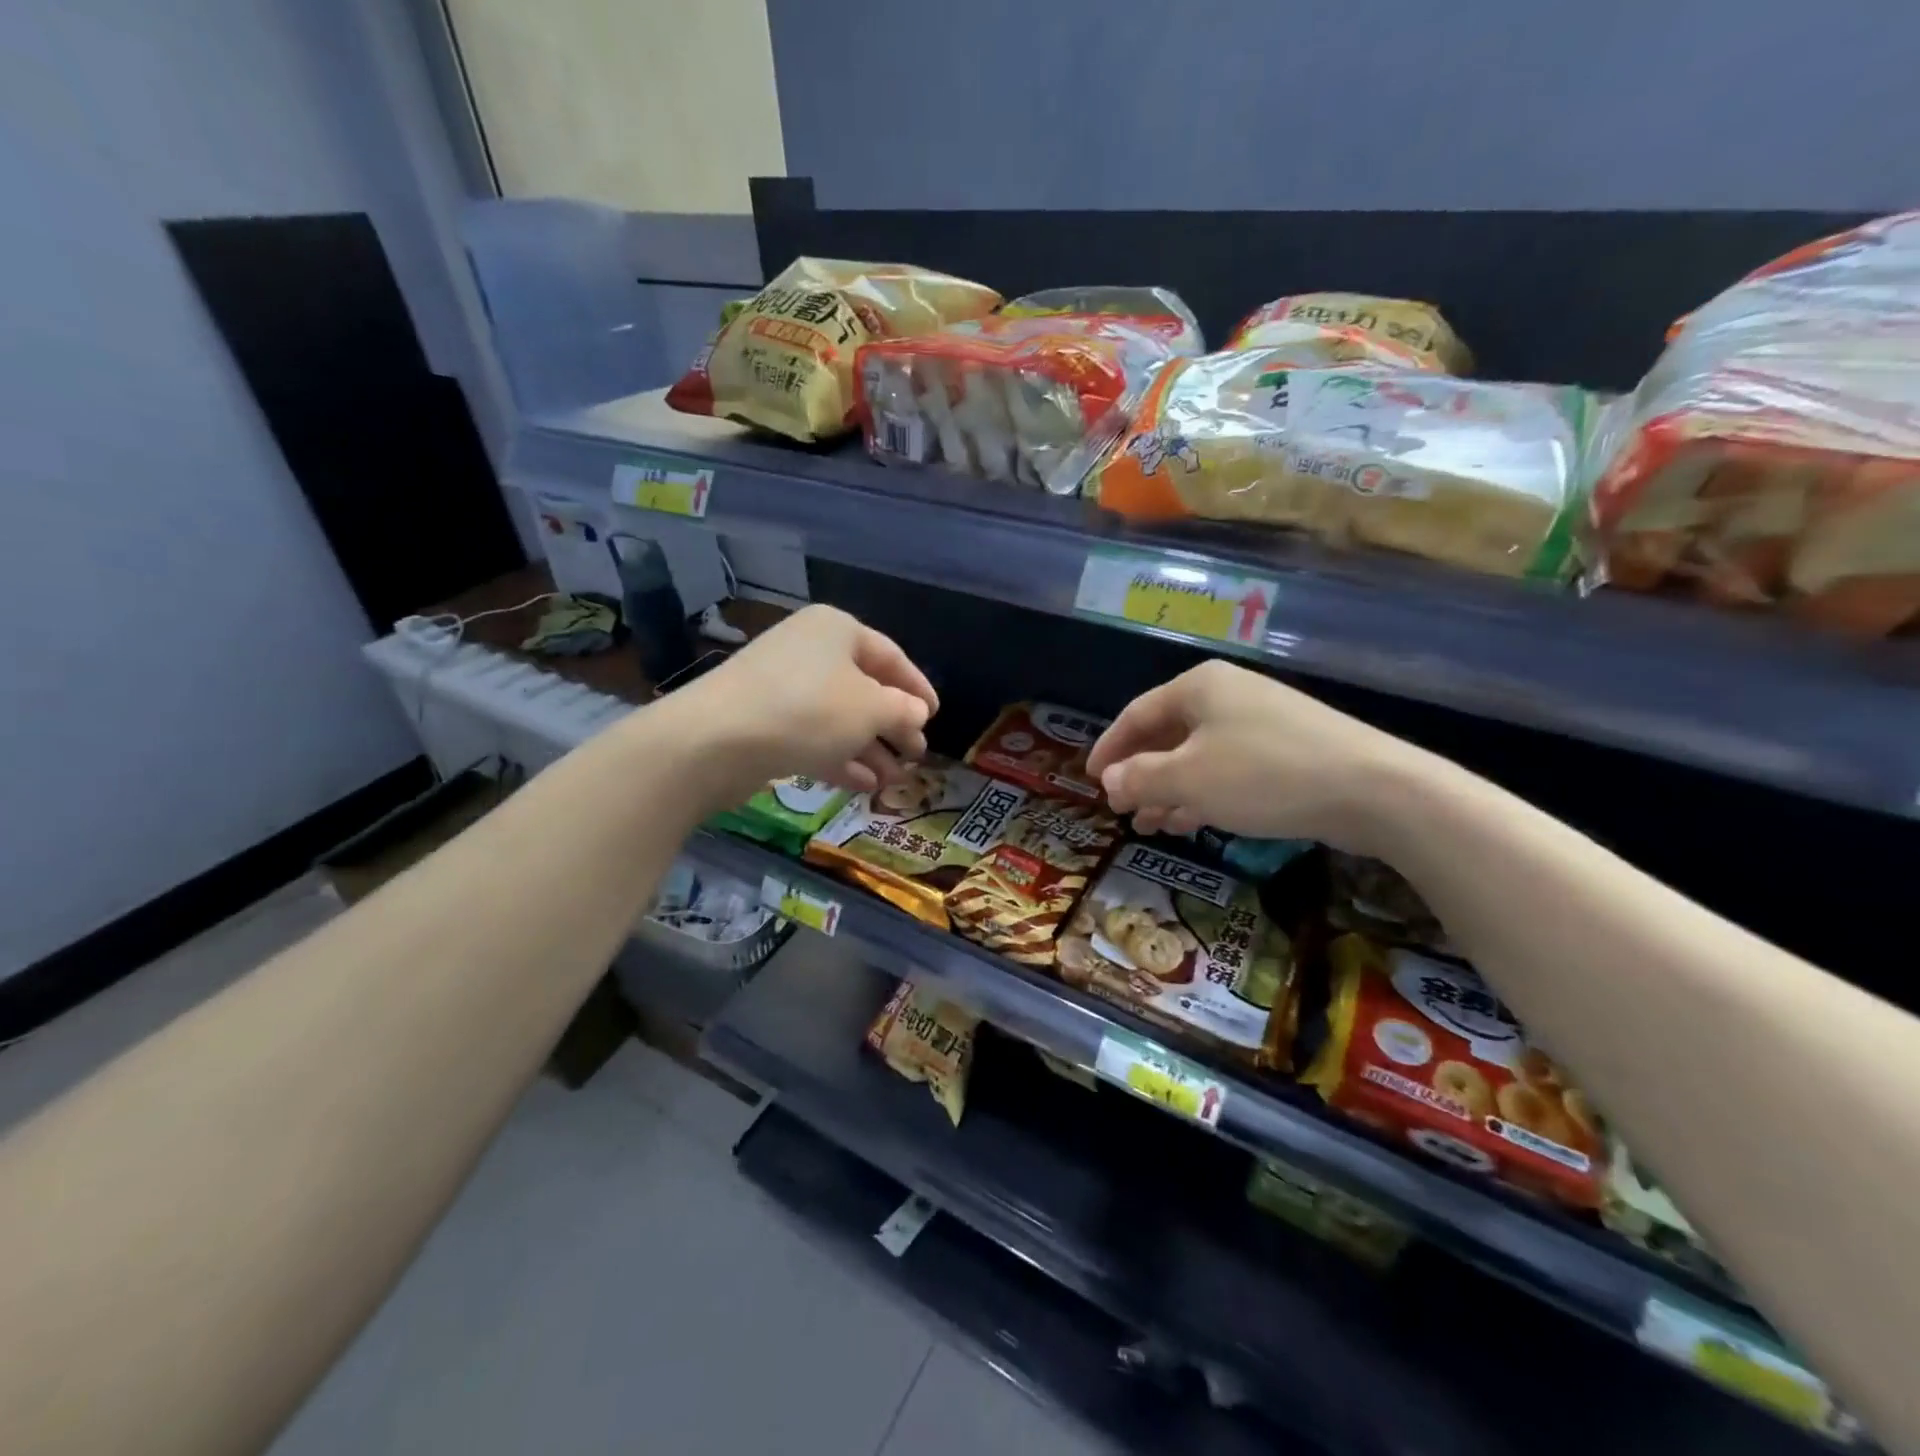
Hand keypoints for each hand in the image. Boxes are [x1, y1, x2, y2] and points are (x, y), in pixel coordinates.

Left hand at [667, 605, 937, 801]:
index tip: (936, 716)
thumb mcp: (870, 709)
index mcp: (837, 630)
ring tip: (895, 779)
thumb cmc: (807, 711)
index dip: (918, 687)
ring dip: (870, 748)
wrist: (714, 741)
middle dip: (893, 724)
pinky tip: (864, 784)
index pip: (891, 656)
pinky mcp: (764, 723)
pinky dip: (840, 758)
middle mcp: (810, 651)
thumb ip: (902, 710)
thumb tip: (917, 713)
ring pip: (839, 717)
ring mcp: (783, 687)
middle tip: (916, 753)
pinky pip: (813, 737)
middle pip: (864, 688)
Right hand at [1085, 659, 1417, 852]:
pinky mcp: (1286, 751)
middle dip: (1140, 774)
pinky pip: (1227, 769)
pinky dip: (1202, 794)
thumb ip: (1140, 778)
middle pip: (1166, 734)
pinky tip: (1189, 822)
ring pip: (1197, 756)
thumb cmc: (1263, 775)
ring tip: (1148, 824)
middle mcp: (1227, 695)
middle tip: (1119, 807)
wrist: (1372, 789)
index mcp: (1198, 687)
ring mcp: (1260, 722)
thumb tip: (1109, 781)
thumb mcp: (1188, 779)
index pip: (1136, 714)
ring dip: (1168, 790)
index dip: (1108, 748)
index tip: (1089, 779)